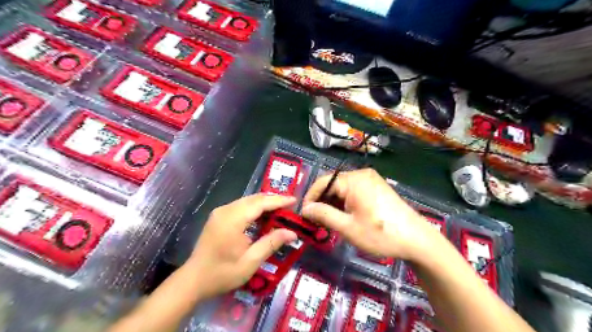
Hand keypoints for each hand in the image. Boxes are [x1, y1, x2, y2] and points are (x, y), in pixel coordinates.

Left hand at [187, 193, 295, 298]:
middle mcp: (226, 210)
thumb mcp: (250, 262)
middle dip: (273, 200)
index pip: (260, 203)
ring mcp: (220, 212)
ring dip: (264, 204)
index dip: (278, 201)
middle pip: (254, 199)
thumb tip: (292, 233)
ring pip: (247, 201)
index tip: (294, 200)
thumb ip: (271, 243)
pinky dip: (255, 208)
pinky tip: (263, 216)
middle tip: (290, 206)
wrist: (193, 280)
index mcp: (233, 220)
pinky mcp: (219, 216)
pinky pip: (241, 206)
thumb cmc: (222, 274)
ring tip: (281, 210)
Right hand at [302, 168, 440, 261]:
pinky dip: (345, 202)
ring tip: (328, 221)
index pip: (322, 182)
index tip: (303, 215)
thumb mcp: (348, 227)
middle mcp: (361, 174)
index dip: (310, 198)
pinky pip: (353, 190)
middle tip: (315, 221)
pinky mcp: (377, 187)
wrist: (417, 240)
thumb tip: (305, 209)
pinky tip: (343, 216)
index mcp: (354, 180)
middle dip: (321, 201)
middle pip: (332, 184)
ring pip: (342, 188)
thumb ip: (324, 215)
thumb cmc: (381, 234)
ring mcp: (371, 180)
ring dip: (333, 203)